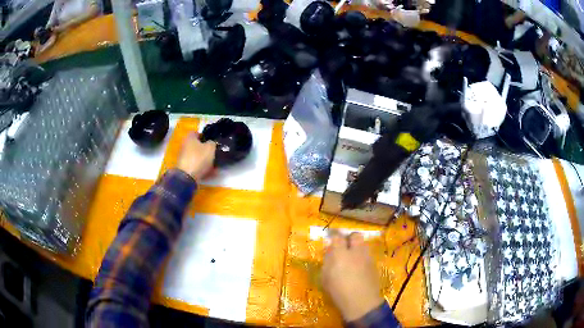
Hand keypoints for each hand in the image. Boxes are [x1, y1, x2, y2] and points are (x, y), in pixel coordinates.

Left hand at [176, 133, 215, 181]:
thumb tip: (211, 143)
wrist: (188, 177)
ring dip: (206, 160)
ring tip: (216, 165)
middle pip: (197, 145)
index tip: (213, 141)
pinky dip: (203, 168)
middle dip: (206, 149)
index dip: (206, 136)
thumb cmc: (199, 158)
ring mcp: (184, 157)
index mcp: (189, 138)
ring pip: (198, 156)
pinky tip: (212, 173)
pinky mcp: (186, 168)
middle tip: (215, 153)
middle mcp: (185, 146)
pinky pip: (197, 166)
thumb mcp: (210, 148)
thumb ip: (212, 143)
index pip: (197, 132)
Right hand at [321, 232, 383, 321]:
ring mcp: (367, 257)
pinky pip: (367, 254)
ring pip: (363, 244)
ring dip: (357, 247)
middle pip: (355, 235)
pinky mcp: (374, 264)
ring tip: (352, 256)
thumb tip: (329, 252)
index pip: (337, 237)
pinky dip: (363, 257)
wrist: (361, 302)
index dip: (334, 237)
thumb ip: (327, 262)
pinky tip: (359, 266)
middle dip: (350, 238)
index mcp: (340, 254)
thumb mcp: (325, 278)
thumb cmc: (338, 292)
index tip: (330, 240)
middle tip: (344, 246)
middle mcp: (355, 252)